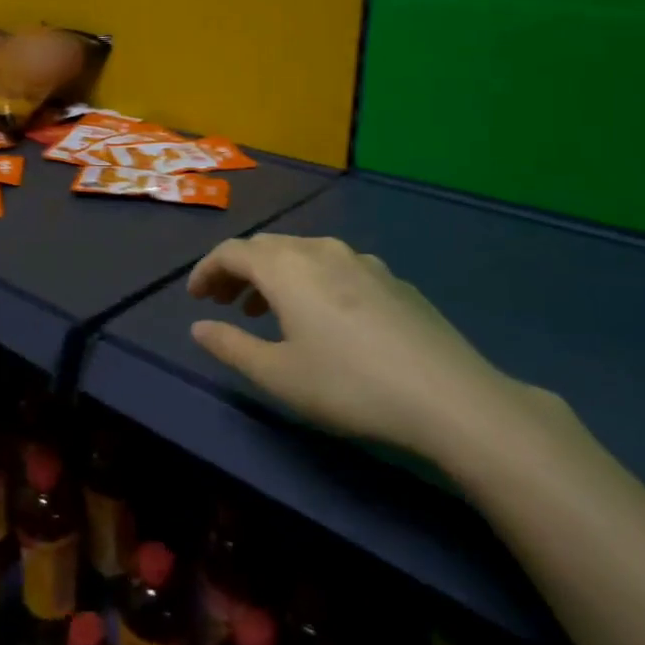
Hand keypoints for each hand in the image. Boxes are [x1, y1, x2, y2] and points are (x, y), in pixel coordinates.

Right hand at [187, 234, 531, 459]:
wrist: (449, 397)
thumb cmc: (348, 384)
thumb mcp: (277, 374)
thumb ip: (231, 346)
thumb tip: (198, 328)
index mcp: (286, 267)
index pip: (231, 252)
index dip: (206, 271)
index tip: (194, 298)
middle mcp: (320, 250)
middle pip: (266, 247)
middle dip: (238, 270)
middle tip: (224, 302)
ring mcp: (362, 261)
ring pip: (302, 253)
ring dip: (274, 275)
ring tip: (267, 309)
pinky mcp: (392, 280)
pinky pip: (336, 267)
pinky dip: (311, 281)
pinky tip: (324, 317)